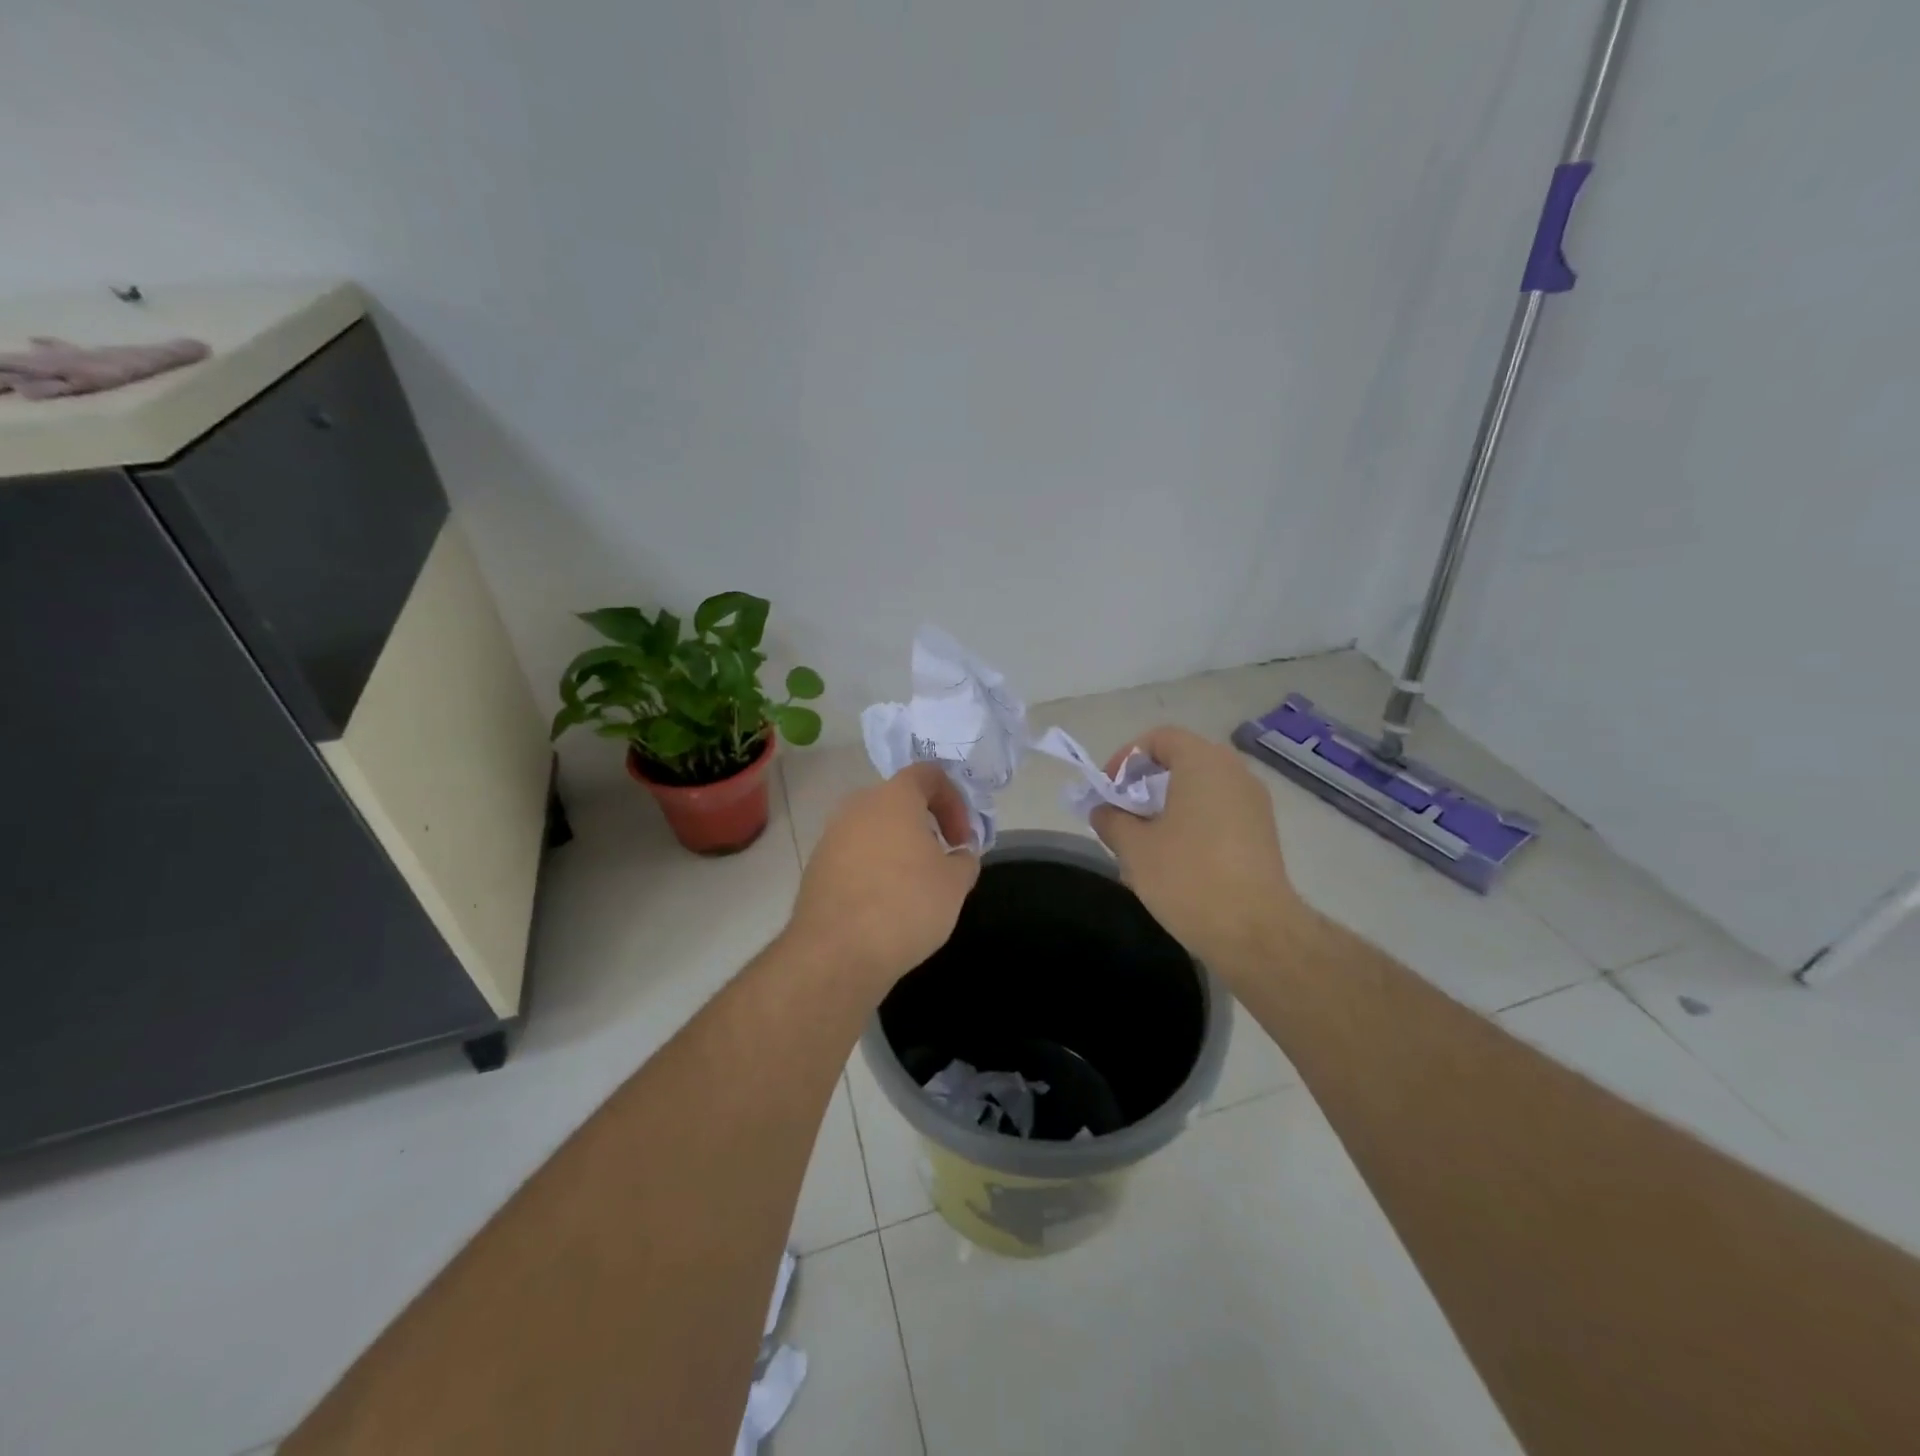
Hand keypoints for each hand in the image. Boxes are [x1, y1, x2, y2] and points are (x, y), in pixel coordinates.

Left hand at [784, 762, 980, 995]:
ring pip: (874, 829)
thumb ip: (964, 859)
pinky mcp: (816, 866)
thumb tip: (958, 854)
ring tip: (914, 886)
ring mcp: (831, 836)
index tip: (962, 839)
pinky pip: (854, 855)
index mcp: (894, 797)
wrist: (837, 951)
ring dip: (898, 847)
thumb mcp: (955, 883)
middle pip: (899, 801)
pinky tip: (884, 904)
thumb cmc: (906, 905)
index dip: (954, 801)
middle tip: (942, 861)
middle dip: (925, 826)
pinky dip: (873, 868)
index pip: (928, 774)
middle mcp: (858, 806)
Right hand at [1089, 726, 1303, 977]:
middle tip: (1123, 814)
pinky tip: (1178, 858)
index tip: (1109, 791)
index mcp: (1203, 763)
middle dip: (1146, 783)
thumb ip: (1111, 819)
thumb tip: (1102, 810)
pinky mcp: (1263, 832)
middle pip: (1182, 760)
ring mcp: (1254, 802)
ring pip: (1202, 788)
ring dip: (1170, 804)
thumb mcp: (1134, 847)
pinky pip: (1220, 811)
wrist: (1254, 931)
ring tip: (1147, 839)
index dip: (1127, 758)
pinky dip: (1194, 821)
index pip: (1160, 738)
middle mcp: (1234, 772)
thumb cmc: (1188, 877)